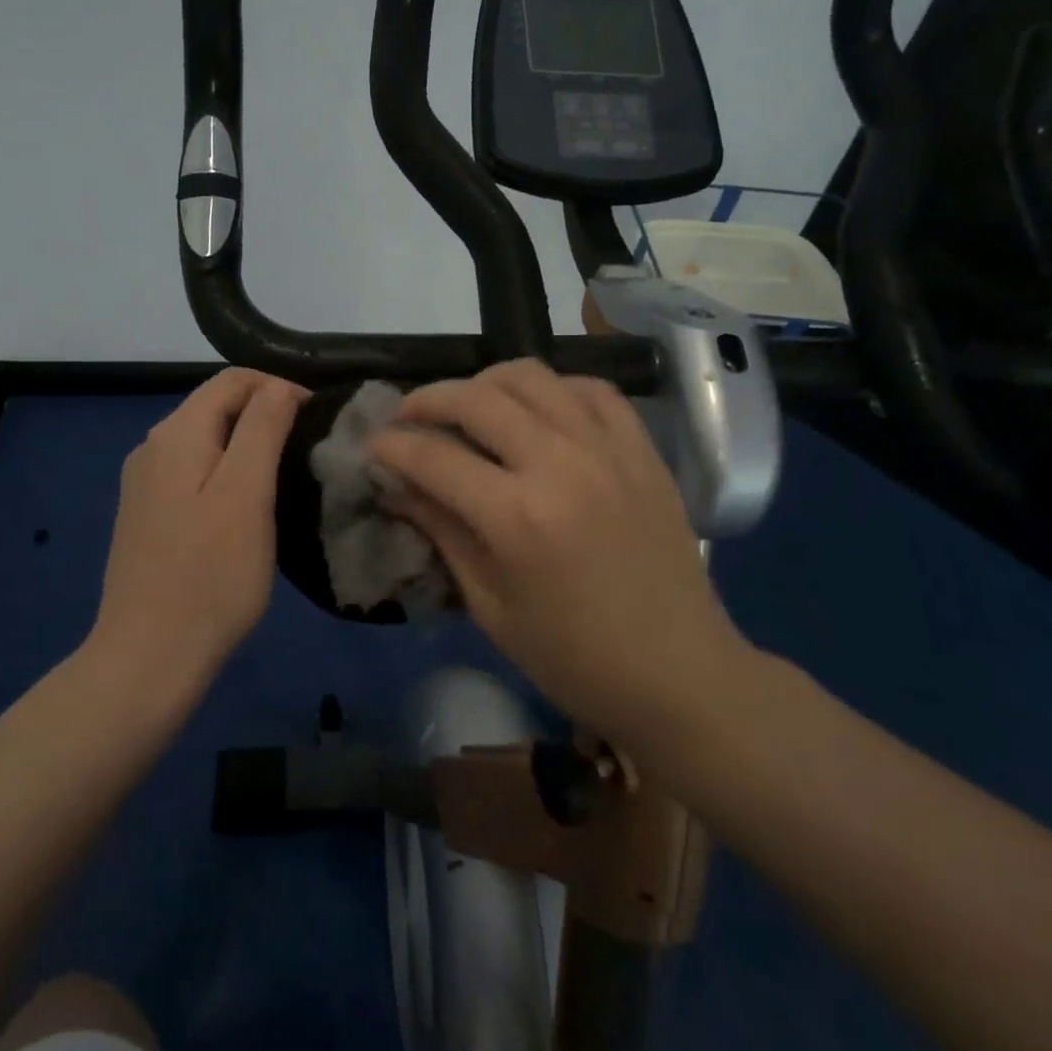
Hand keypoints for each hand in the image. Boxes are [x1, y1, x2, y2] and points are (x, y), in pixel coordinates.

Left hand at [88, 369, 305, 705]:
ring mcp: (144, 483)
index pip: (233, 380)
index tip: (318, 420)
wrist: (149, 656)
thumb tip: (279, 386)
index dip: (279, 387)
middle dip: (265, 414)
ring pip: (206, 440)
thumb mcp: (247, 493)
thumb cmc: (211, 574)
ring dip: (247, 444)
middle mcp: (152, 446)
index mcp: (176, 433)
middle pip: (216, 406)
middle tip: (308, 448)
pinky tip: (247, 505)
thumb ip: (262, 428)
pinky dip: (226, 472)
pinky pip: (193, 472)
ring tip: (286, 474)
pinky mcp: (146, 514)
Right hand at [367, 360, 752, 744]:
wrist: (680, 673)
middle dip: (427, 401)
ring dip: (484, 383)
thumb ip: (442, 532)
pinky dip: (552, 389)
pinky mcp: (642, 449)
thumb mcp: (490, 606)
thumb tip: (396, 488)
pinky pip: (591, 388)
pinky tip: (536, 411)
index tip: (371, 445)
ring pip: (531, 377)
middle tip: (407, 418)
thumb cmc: (573, 658)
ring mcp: (607, 449)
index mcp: (517, 518)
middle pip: (476, 399)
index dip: (391, 446)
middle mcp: (561, 465)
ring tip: (467, 407)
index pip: (434, 458)